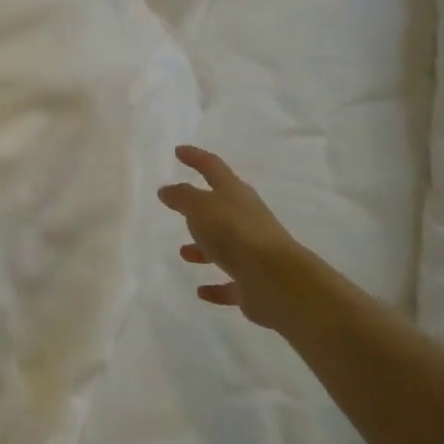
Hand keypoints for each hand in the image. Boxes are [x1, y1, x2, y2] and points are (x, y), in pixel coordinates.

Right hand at [158, 146, 303, 324]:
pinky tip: (201, 291)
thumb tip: (167, 190)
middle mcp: (246, 218)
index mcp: (234, 193)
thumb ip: (182, 197)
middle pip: (221, 207)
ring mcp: (252, 250)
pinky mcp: (253, 281)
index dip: (195, 158)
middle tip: (179, 206)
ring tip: (183, 252)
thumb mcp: (200, 207)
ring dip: (204, 248)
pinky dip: (216, 285)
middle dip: (200, 206)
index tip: (179, 152)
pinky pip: (230, 281)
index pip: (212, 167)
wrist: (276, 279)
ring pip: (224, 246)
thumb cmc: (234, 233)